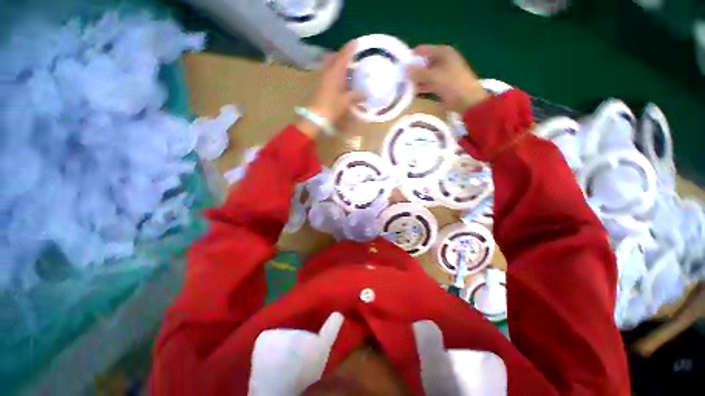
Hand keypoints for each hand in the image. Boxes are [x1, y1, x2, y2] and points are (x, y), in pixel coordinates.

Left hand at [298, 41, 362, 137]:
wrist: (316, 117)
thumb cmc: (332, 107)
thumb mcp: (346, 101)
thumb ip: (357, 95)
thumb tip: (366, 93)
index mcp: (336, 71)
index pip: (344, 55)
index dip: (351, 48)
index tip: (357, 42)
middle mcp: (328, 71)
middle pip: (336, 57)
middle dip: (344, 55)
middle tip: (353, 57)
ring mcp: (324, 77)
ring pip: (332, 65)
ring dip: (340, 64)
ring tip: (350, 69)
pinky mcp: (321, 85)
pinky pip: (330, 73)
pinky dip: (337, 72)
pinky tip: (343, 80)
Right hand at [407, 45, 488, 112]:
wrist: (467, 101)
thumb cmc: (452, 84)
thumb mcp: (434, 77)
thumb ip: (418, 72)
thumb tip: (405, 68)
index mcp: (443, 52)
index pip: (422, 50)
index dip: (411, 56)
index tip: (399, 65)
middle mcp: (442, 60)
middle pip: (423, 62)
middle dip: (412, 70)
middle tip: (399, 77)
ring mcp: (442, 73)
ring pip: (425, 74)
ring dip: (416, 80)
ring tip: (403, 86)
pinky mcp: (441, 85)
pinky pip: (428, 83)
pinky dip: (421, 87)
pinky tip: (412, 92)